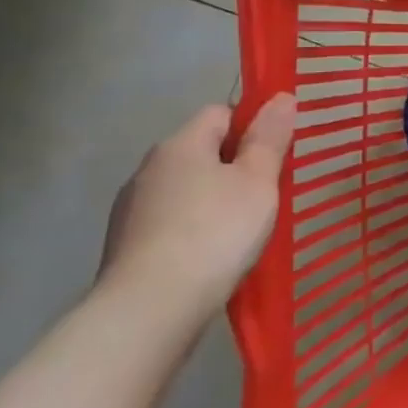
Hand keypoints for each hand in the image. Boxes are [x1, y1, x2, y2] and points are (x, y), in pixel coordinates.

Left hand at [98, 94, 295, 327]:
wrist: (149, 310)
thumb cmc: (214, 232)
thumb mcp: (258, 180)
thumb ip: (270, 138)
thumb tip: (281, 97)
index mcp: (180, 144)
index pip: (220, 113)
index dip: (251, 126)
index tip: (275, 155)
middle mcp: (148, 169)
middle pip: (202, 151)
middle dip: (234, 166)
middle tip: (267, 194)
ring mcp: (131, 210)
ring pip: (186, 189)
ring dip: (212, 200)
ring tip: (243, 230)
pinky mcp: (125, 247)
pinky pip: (170, 223)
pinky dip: (193, 230)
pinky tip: (212, 255)